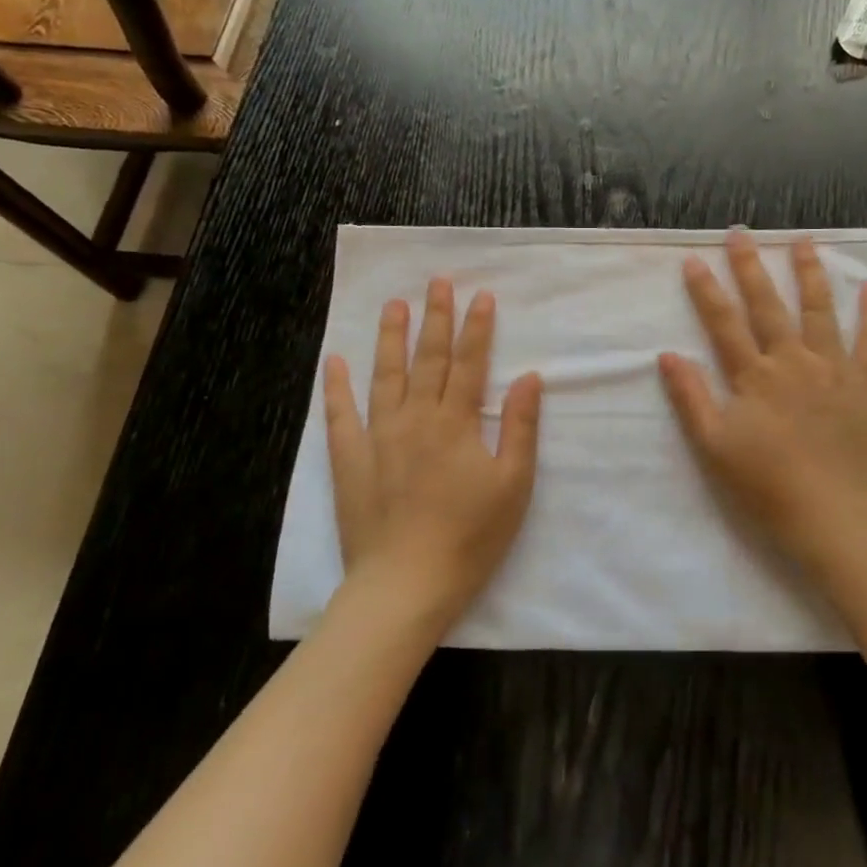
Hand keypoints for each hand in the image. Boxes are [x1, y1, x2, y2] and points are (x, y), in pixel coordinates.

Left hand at [324, 279, 542, 628]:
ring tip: (394, 305)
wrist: (406, 584)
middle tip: (438, 282)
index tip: (482, 296)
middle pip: (428, 359)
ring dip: (391, 338)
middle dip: (436, 318)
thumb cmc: (470, 536)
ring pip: (385, 376)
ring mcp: (378, 437)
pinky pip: (340, 415)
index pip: (470, 363)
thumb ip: (520, 426)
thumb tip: (530, 377)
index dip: (478, 328)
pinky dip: (337, 387)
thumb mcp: (513, 484)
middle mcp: (415, 418)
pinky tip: (336, 361)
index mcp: (456, 422)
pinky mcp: (349, 460)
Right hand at [659, 231, 866, 572]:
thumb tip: (668, 355)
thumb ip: (691, 398)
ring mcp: (834, 369)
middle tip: (741, 232)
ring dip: (810, 273)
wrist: (838, 518)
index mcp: (754, 377)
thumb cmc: (769, 488)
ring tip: (804, 241)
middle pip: (768, 305)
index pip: (724, 323)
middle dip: (751, 267)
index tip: (694, 259)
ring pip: (820, 310)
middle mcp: (793, 361)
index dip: (706, 291)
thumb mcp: (715, 448)